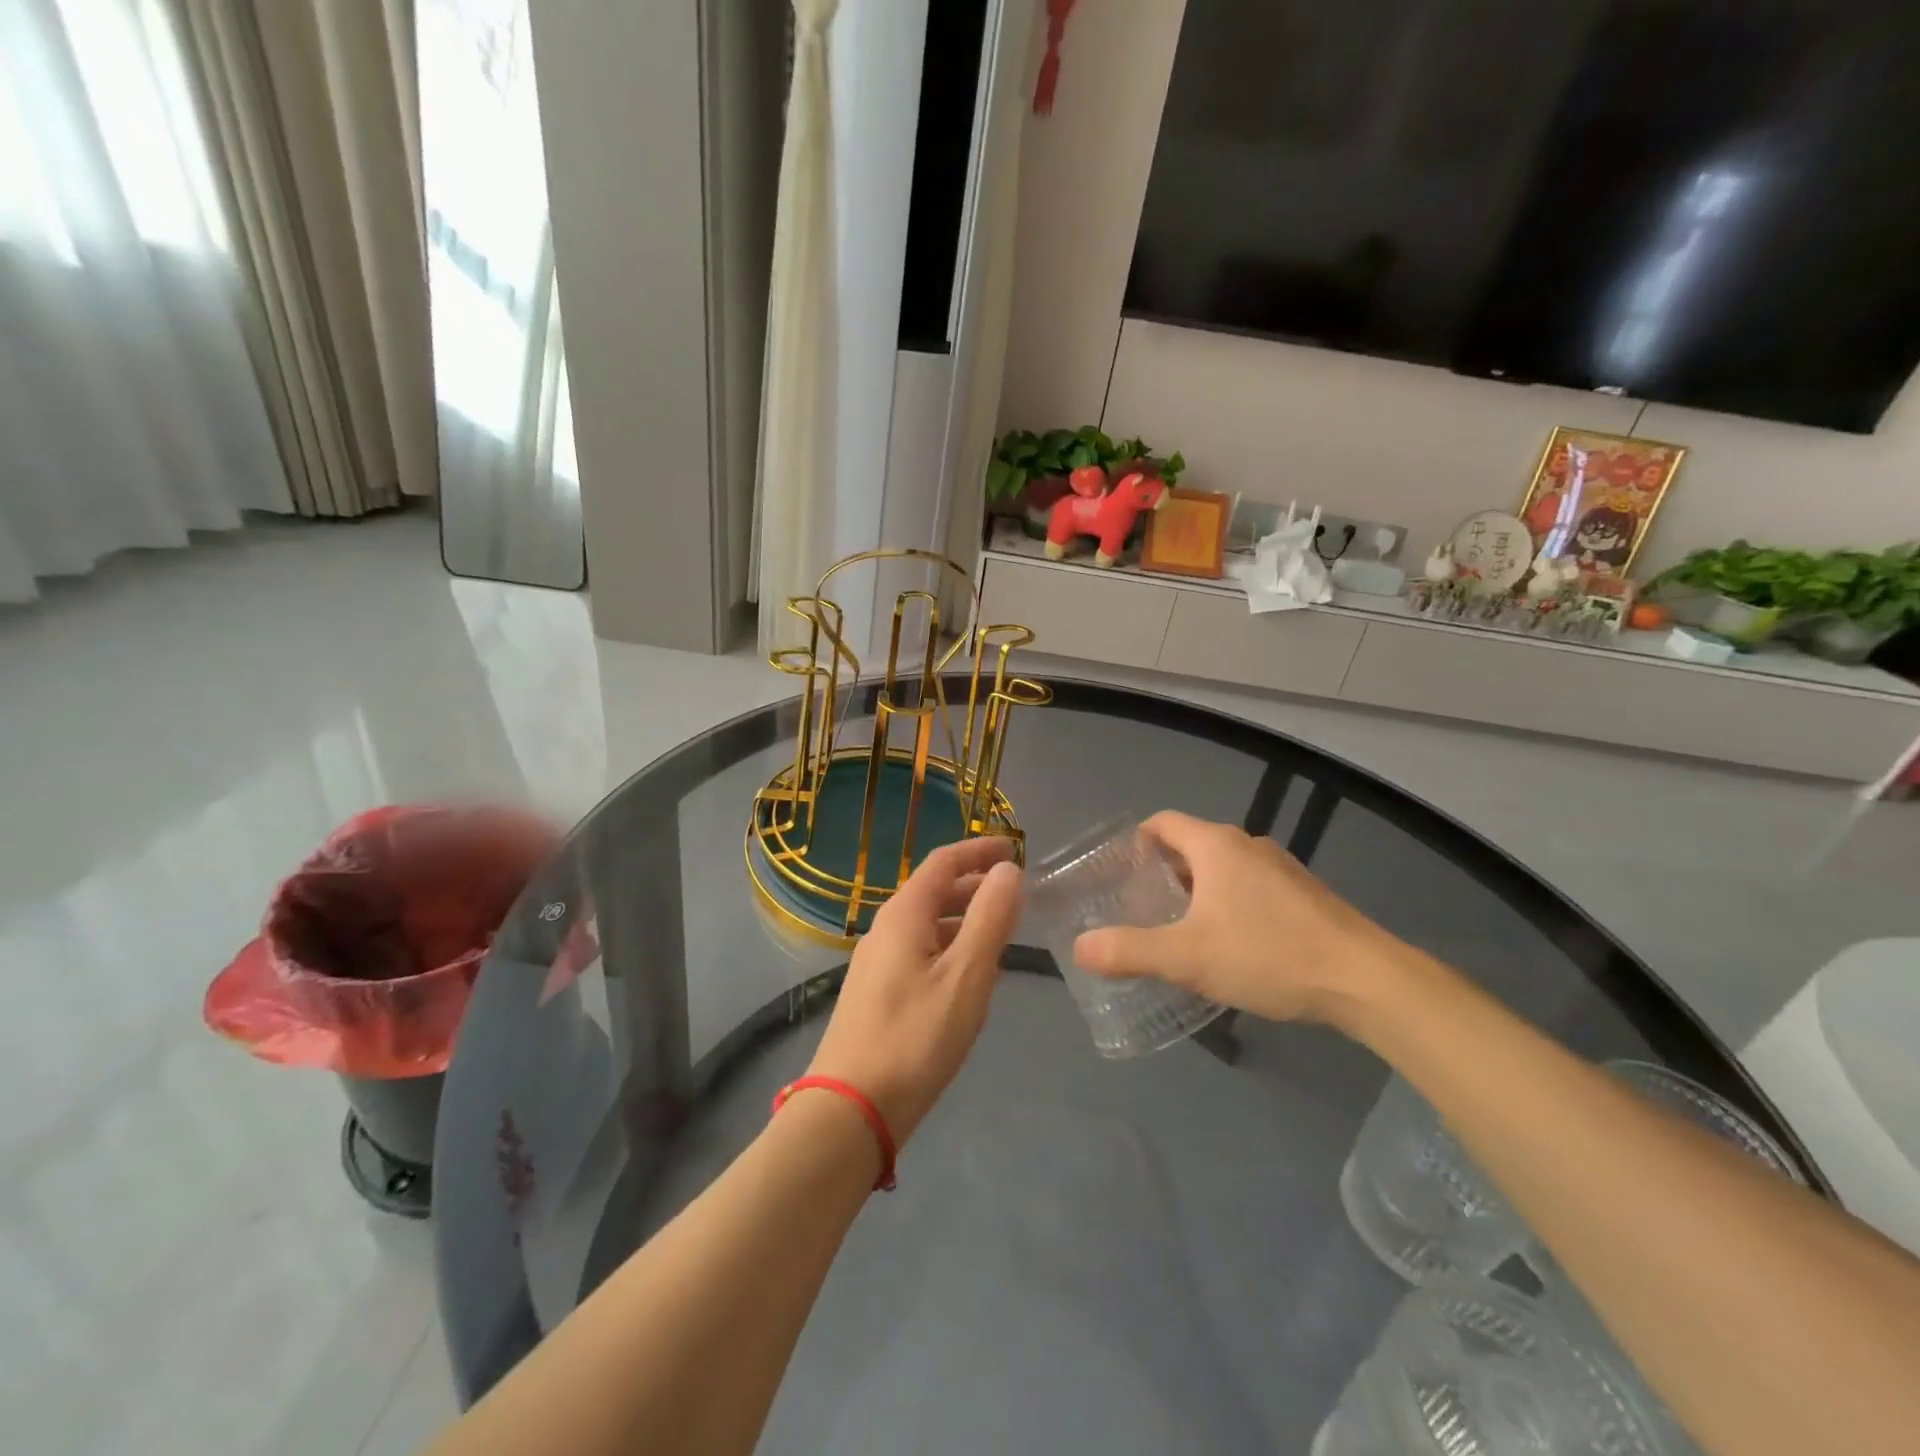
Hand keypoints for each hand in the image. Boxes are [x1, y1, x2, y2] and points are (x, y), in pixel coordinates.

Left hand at [804, 836, 1022, 1144]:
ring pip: (926, 924)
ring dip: (963, 918)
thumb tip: (1008, 870)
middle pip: (933, 890)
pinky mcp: (875, 993)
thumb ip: (990, 918)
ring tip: (1000, 933)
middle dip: (974, 885)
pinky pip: (919, 951)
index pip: (943, 862)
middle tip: (1015, 894)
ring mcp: (876, 962)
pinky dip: (949, 947)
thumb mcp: (966, 976)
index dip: (979, 850)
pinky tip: (968, 975)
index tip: (1015, 848)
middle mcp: (885, 929)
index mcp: (904, 914)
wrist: (850, 1109)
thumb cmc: (915, 1037)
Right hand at [1073, 811, 1423, 1029]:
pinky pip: (1250, 887)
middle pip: (1190, 847)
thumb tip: (1081, 948)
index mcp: (1216, 846)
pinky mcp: (1304, 894)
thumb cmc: (1268, 955)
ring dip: (1195, 892)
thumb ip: (1130, 951)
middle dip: (1161, 874)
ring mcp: (1281, 868)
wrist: (1366, 980)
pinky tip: (1229, 946)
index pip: (1162, 824)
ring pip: (1222, 869)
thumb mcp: (1188, 958)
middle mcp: (1247, 845)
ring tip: (1178, 931)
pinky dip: (1227, 904)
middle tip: (1139, 910)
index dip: (1135, 843)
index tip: (1118, 875)